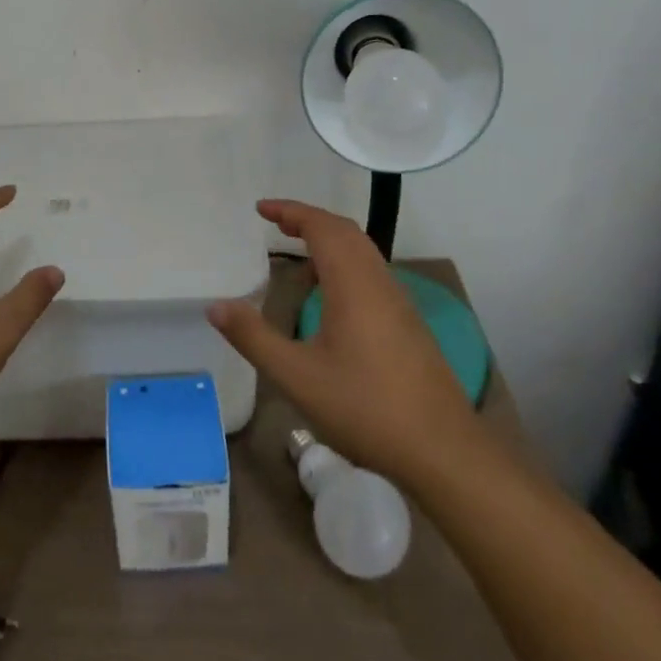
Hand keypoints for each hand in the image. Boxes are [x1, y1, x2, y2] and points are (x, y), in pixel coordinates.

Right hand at [208, 199, 480, 480]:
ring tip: (299, 254)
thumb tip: (216, 306)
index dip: (290, 211)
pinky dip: (345, 262)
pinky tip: (330, 297)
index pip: (321, 226)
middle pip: (344, 231)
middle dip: (309, 220)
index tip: (261, 209)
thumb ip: (254, 338)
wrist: (444, 451)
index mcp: (352, 283)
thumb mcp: (297, 377)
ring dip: (329, 240)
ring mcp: (398, 301)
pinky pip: (372, 271)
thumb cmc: (366, 409)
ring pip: (362, 250)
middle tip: (276, 225)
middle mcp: (378, 281)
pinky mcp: (409, 322)